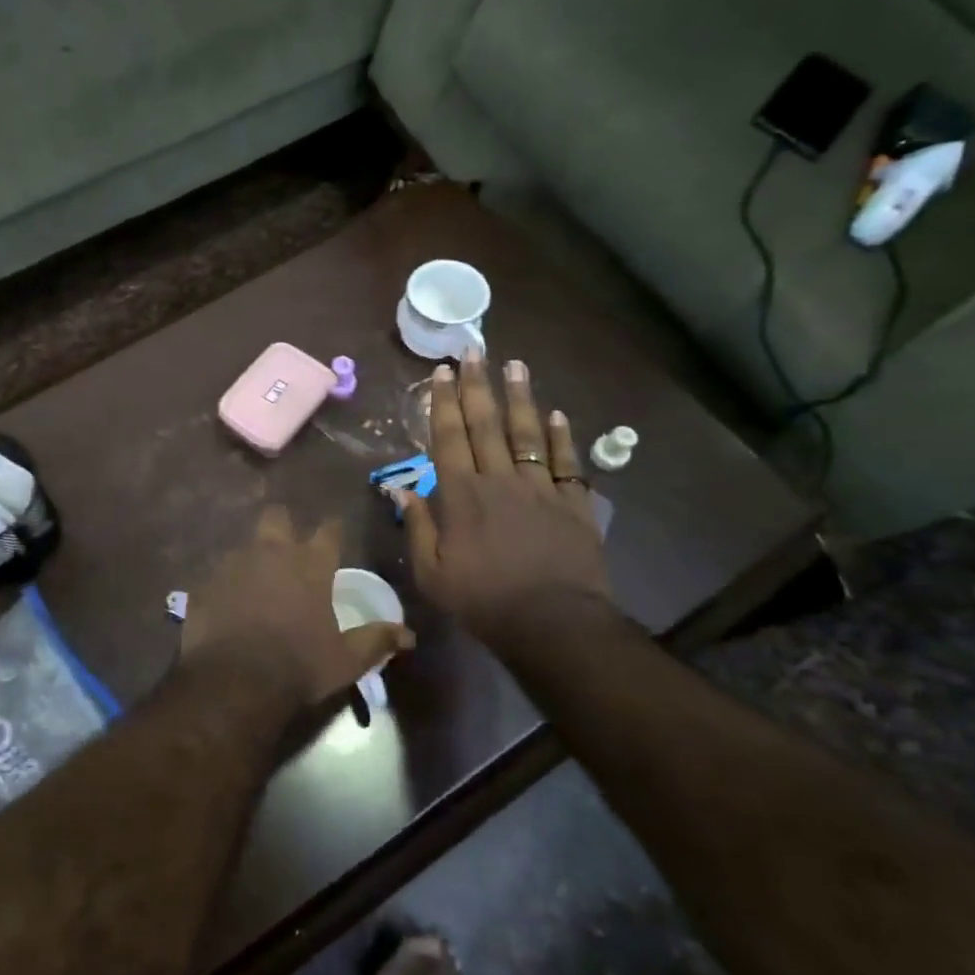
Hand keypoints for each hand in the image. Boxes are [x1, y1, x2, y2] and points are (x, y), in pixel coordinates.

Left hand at [181, 507, 413, 705]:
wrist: (235, 680)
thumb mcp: (346, 660)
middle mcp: (272, 552)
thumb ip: (375, 641)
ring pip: (244, 544)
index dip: (332, 529)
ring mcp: (234, 564)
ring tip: (256, 582)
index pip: (328, 530)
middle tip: (288, 546)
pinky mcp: (205, 582)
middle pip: (276, 516)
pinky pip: (218, 574)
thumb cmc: (299, 666)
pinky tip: (228, 605)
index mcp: (310, 564)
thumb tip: (407, 636)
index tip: (334, 531)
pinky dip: (226, 585)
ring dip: (253, 557)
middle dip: (283, 525)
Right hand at [401, 353, 611, 645]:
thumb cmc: (483, 600)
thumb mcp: (432, 572)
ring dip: (520, 397)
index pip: (449, 437)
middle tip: (475, 351)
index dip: (444, 402)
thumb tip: (400, 489)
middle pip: (486, 424)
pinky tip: (558, 415)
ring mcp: (540, 488)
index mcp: (462, 495)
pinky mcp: (574, 503)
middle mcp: (500, 480)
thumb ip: (417, 526)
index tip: (442, 372)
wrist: (552, 623)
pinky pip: (566, 462)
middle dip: (478, 385)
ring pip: (528, 433)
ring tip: (515, 365)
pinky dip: (562, 437)